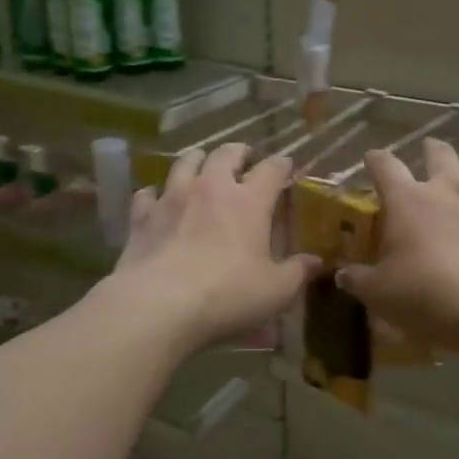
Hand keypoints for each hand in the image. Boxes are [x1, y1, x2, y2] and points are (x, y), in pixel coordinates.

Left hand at [111, 143, 318, 353]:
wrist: (158, 305)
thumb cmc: (227, 295)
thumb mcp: (275, 291)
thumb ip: (297, 272)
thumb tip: (316, 262)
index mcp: (249, 201)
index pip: (271, 169)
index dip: (282, 165)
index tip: (286, 166)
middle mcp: (211, 188)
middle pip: (226, 154)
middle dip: (238, 153)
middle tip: (244, 161)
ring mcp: (172, 197)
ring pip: (185, 162)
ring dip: (197, 161)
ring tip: (202, 167)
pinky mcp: (142, 216)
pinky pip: (147, 193)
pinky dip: (155, 193)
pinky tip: (156, 199)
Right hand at [339, 139, 458, 353]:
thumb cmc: (425, 294)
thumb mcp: (379, 293)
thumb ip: (358, 279)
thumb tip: (342, 275)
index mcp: (408, 200)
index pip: (385, 165)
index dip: (375, 159)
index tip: (371, 160)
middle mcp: (447, 190)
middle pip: (439, 152)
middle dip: (431, 150)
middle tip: (427, 154)